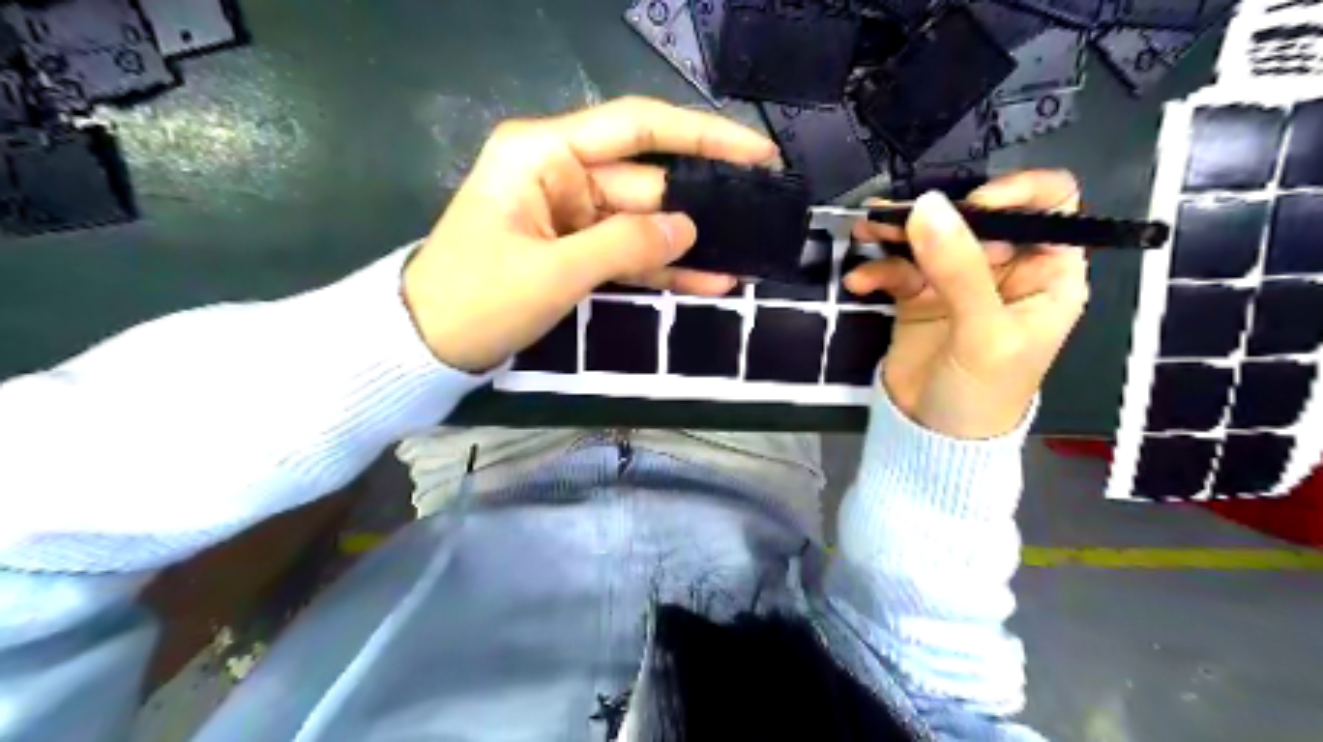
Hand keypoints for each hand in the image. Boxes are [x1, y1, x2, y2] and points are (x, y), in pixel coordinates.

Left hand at [400, 95, 775, 370]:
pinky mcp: (574, 249)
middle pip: (647, 180)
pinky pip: (628, 253)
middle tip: (761, 218)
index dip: (702, 136)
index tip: (755, 152)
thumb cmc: (477, 299)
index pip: (638, 127)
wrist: (427, 346)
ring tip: (746, 256)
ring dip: (688, 243)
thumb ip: (626, 245)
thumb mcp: (554, 272)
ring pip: (643, 221)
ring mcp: (570, 214)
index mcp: (545, 154)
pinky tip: (709, 281)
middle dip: (702, 201)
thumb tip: (689, 228)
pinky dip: (662, 269)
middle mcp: (561, 172)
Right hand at [852, 172, 1089, 440]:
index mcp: (1046, 272)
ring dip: (896, 233)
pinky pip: (899, 269)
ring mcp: (957, 281)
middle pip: (975, 216)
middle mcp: (1005, 268)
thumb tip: (926, 205)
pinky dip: (877, 271)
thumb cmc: (984, 391)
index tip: (971, 204)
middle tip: (892, 216)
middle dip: (934, 213)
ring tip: (864, 231)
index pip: (1050, 205)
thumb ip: (958, 269)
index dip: (1016, 192)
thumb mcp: (983, 332)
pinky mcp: (919, 296)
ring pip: (930, 237)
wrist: (934, 438)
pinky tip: (859, 283)